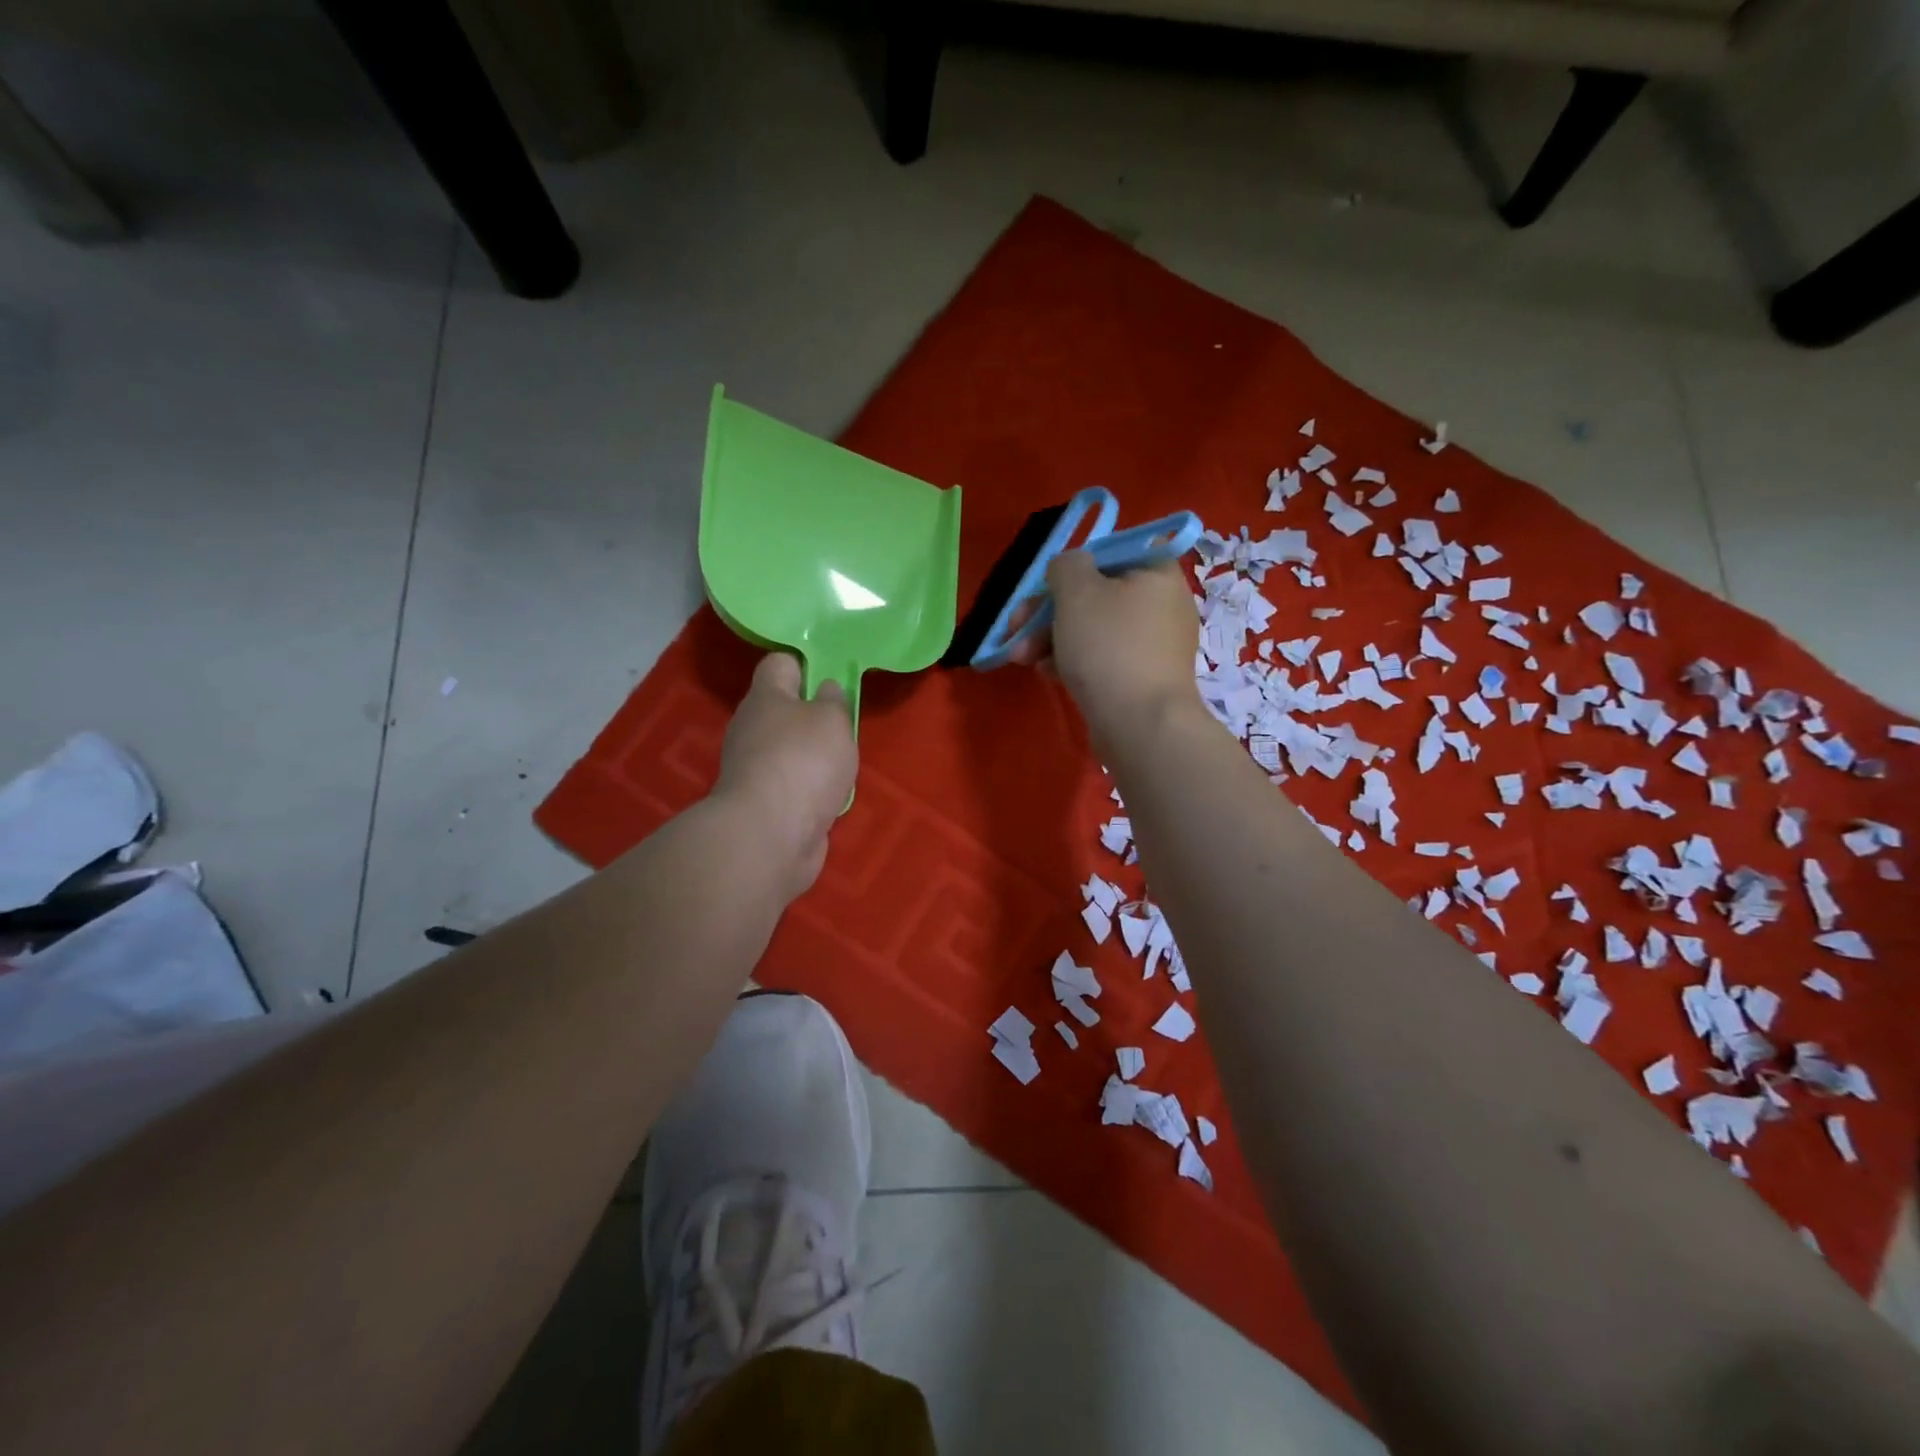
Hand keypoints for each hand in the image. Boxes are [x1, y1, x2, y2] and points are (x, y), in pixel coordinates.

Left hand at [713, 654, 857, 896]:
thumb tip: (825, 691)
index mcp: (765, 697)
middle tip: (844, 725)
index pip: (779, 663)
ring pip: (788, 751)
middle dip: (813, 716)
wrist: (770, 835)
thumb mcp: (833, 720)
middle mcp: (752, 728)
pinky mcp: (762, 804)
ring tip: (842, 766)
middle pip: (782, 710)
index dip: (806, 664)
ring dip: (813, 758)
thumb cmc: (804, 762)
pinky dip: (809, 790)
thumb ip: (834, 701)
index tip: (833, 677)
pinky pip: (791, 786)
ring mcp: (753, 769)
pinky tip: (829, 798)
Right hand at [1010, 550, 1201, 748]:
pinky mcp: (1141, 678)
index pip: (1114, 552)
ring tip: (1021, 658)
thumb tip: (1068, 569)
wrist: (1140, 725)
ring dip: (1051, 637)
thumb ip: (1065, 566)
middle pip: (1096, 594)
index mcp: (1157, 573)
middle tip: (1016, 626)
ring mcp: (1153, 645)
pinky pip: (1101, 658)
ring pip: (1093, 629)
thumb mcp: (1076, 591)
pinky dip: (1072, 660)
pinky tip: (1046, 673)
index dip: (1075, 564)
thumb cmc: (1109, 646)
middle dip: (1048, 610)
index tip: (1046, 584)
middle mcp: (1162, 605)